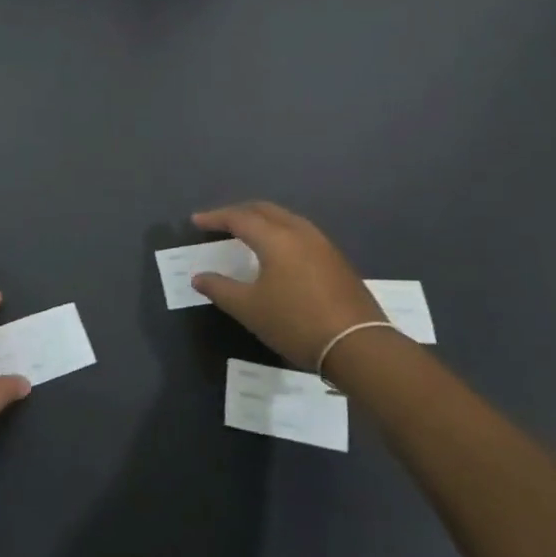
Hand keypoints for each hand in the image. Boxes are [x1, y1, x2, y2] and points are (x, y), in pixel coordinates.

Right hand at [189, 201, 385, 367]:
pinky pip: (300, 233)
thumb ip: (220, 289)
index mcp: (275, 238)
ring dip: (262, 221)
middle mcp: (300, 232)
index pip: (239, 217)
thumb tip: (199, 277)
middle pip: (264, 210)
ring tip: (246, 234)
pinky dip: (280, 233)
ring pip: (286, 219)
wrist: (359, 346)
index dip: (215, 218)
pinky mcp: (336, 260)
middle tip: (219, 222)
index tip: (196, 221)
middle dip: (239, 212)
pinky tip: (277, 253)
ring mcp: (322, 244)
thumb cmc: (296, 323)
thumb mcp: (250, 309)